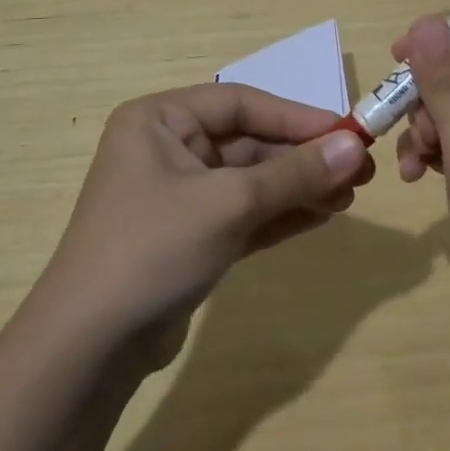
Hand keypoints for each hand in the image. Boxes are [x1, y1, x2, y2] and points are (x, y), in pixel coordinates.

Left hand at [40, 84, 374, 356]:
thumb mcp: (228, 203)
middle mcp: (167, 148)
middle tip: (360, 170)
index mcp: (159, 120)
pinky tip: (323, 214)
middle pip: (248, 143)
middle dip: (302, 157)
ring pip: (250, 181)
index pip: (240, 103)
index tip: (349, 132)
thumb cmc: (152, 248)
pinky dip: (280, 214)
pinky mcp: (190, 237)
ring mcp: (178, 195)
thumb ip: (293, 173)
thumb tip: (356, 146)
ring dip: (298, 186)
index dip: (297, 117)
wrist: (89, 348)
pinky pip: (243, 213)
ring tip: (351, 194)